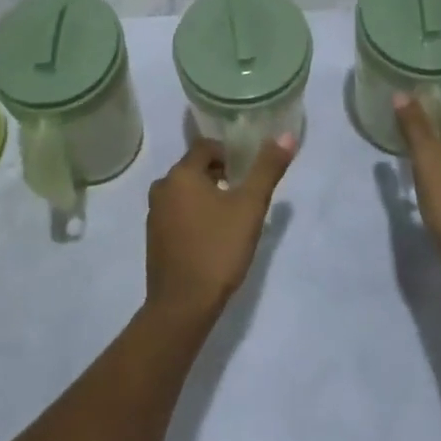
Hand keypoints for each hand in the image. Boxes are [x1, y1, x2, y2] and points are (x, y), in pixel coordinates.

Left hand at [146, 135, 296, 324]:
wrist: (183, 306)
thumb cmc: (218, 249)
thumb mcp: (250, 207)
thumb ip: (267, 169)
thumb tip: (287, 135)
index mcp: (181, 174)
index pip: (206, 146)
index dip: (230, 153)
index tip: (248, 172)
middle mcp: (162, 188)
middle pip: (194, 168)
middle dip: (220, 175)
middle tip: (244, 195)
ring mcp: (154, 215)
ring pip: (186, 192)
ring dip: (207, 196)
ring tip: (232, 217)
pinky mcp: (154, 239)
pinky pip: (178, 213)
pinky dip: (195, 215)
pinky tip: (213, 237)